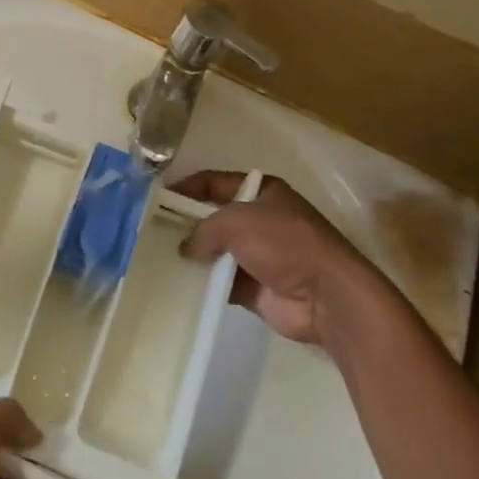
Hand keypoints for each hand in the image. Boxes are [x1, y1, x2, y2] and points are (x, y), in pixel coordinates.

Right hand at [172, 171, 380, 346]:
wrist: (326, 295)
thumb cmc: (283, 243)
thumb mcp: (236, 221)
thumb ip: (203, 229)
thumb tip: (185, 247)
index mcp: (262, 192)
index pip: (215, 183)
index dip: (187, 188)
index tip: (157, 199)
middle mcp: (260, 220)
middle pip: (214, 218)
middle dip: (186, 224)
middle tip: (151, 232)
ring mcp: (259, 256)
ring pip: (216, 252)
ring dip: (193, 257)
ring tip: (157, 260)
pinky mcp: (256, 288)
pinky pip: (222, 283)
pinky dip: (204, 285)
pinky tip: (178, 286)